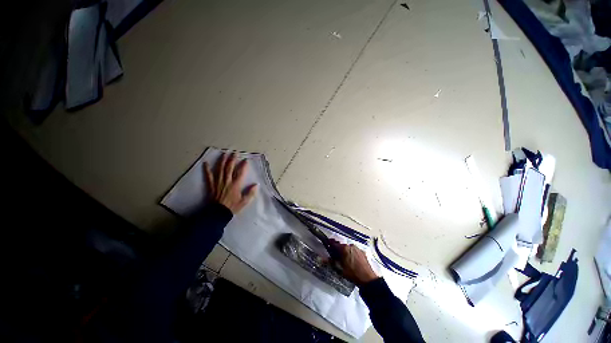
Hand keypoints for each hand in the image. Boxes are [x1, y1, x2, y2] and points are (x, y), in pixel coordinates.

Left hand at [204, 153, 257, 213]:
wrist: (218, 213)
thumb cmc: (232, 207)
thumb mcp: (244, 201)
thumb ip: (250, 193)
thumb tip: (256, 185)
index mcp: (235, 185)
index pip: (240, 173)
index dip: (243, 166)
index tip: (245, 160)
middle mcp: (227, 181)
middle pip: (229, 168)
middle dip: (232, 160)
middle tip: (234, 153)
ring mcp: (218, 182)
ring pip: (220, 169)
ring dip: (222, 161)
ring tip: (224, 154)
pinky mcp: (211, 185)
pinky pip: (209, 176)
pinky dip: (207, 170)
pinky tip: (205, 163)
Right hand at [330, 239, 377, 285]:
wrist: (367, 279)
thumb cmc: (352, 274)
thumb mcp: (340, 269)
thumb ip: (332, 262)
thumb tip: (324, 258)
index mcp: (344, 248)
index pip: (334, 244)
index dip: (330, 245)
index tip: (327, 245)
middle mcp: (350, 246)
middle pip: (342, 246)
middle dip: (338, 250)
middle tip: (336, 256)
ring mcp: (357, 248)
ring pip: (348, 248)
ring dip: (345, 251)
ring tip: (344, 259)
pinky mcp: (362, 252)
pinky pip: (354, 251)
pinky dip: (351, 253)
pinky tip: (351, 260)